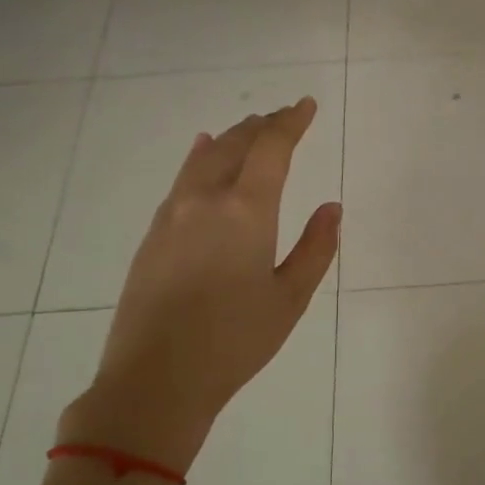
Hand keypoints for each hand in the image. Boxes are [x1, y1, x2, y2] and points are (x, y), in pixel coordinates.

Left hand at [58, 98, 339, 469]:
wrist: (155, 379)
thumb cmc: (235, 341)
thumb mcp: (290, 299)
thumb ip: (315, 248)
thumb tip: (331, 208)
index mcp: (246, 211)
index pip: (272, 149)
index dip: (291, 122)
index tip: (306, 105)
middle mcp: (206, 200)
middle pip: (236, 145)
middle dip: (263, 125)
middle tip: (284, 116)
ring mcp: (172, 215)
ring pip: (205, 158)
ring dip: (232, 139)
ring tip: (249, 129)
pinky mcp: (153, 235)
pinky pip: (182, 179)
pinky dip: (200, 159)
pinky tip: (202, 153)